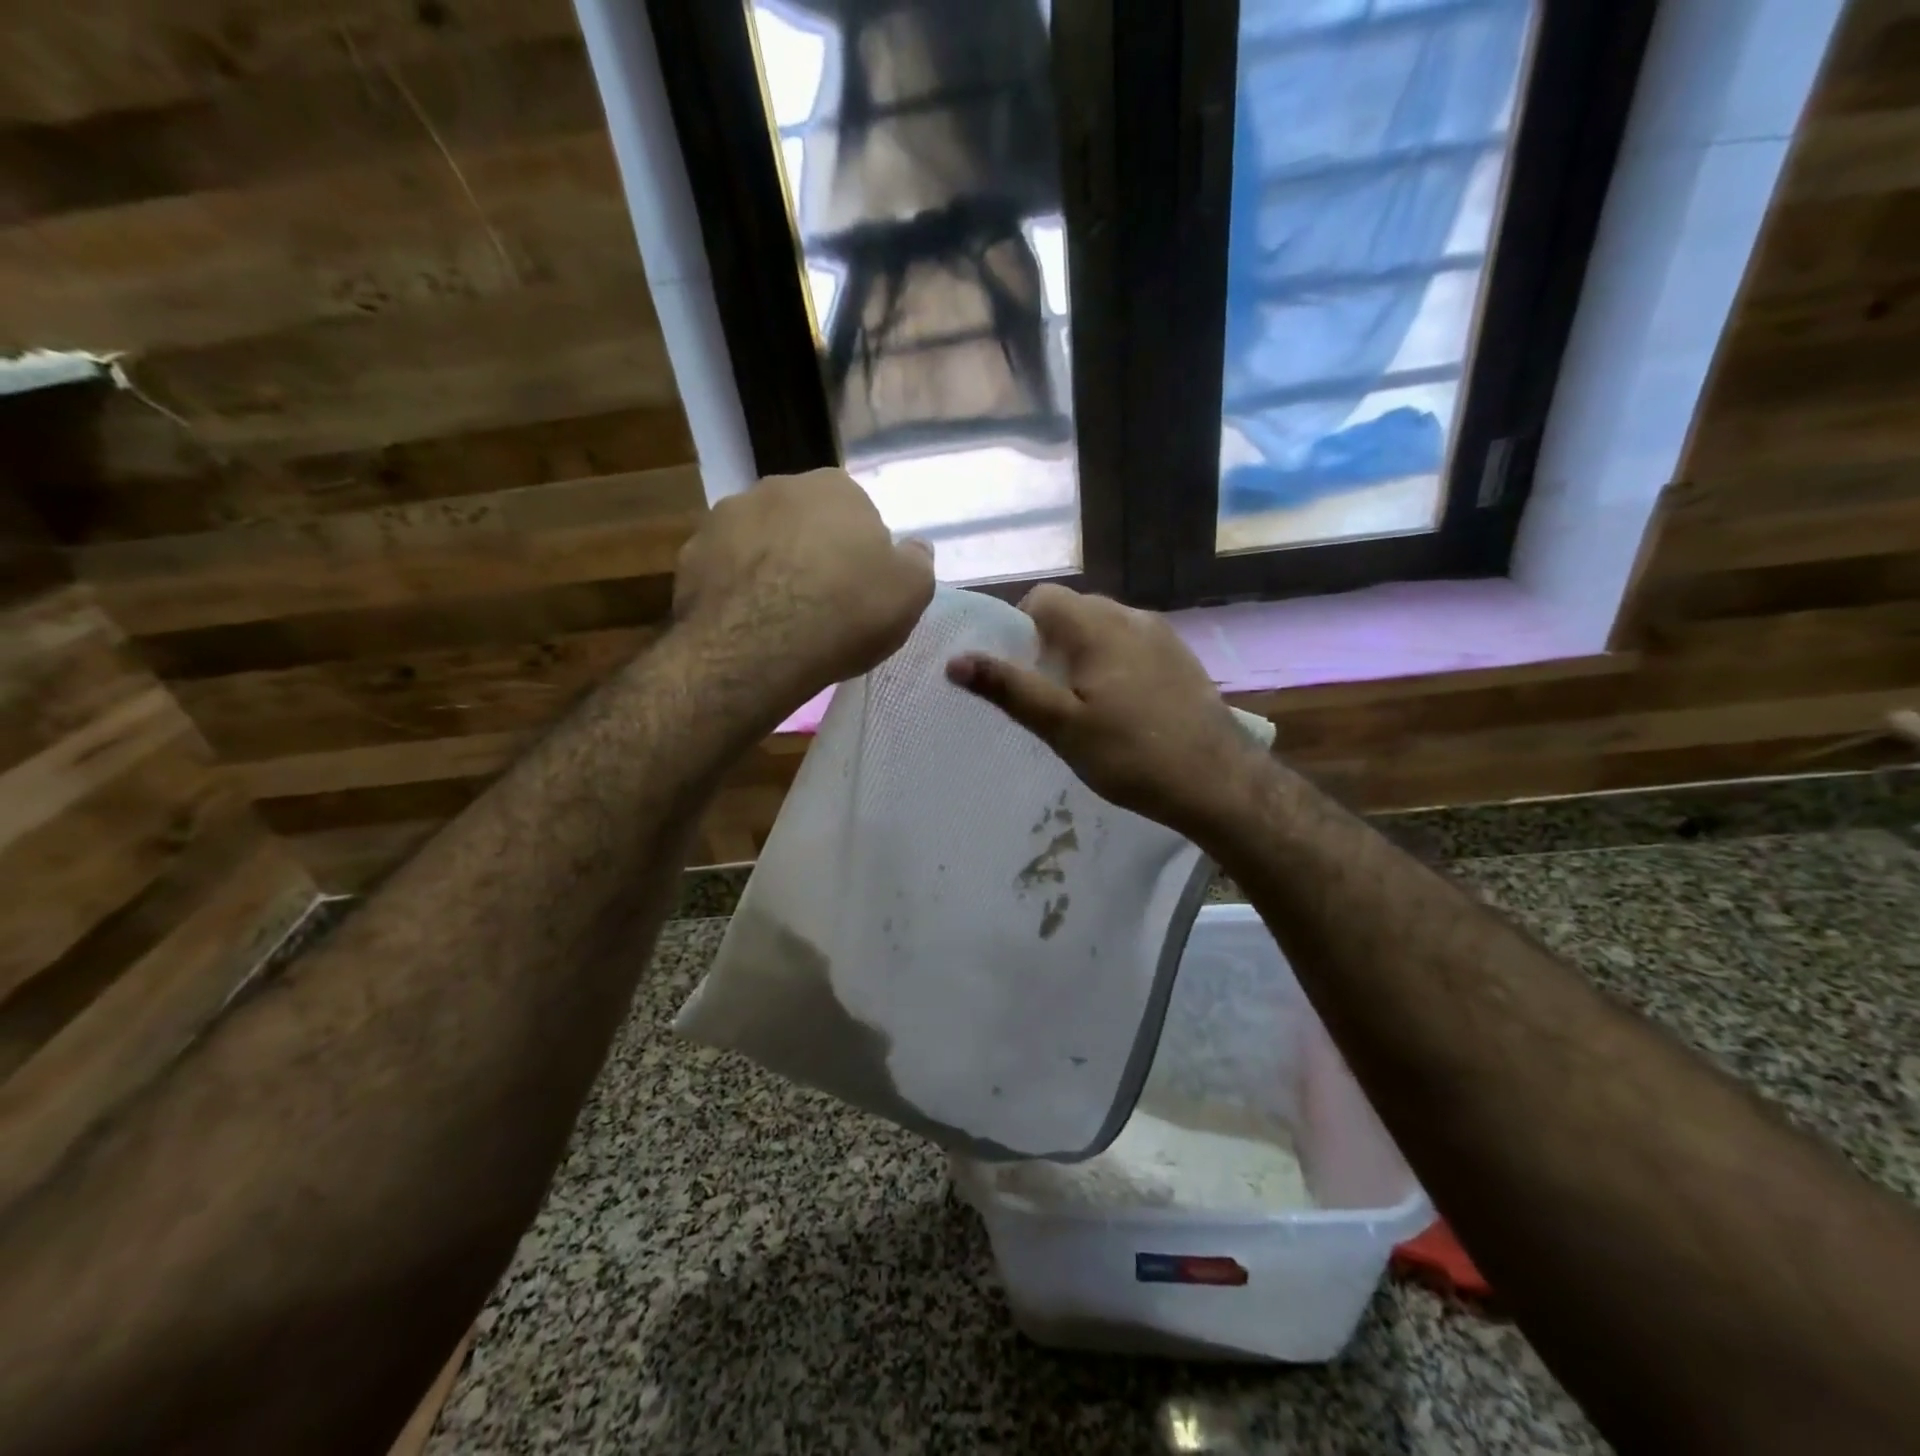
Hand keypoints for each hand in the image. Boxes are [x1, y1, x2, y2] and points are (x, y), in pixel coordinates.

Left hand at [674, 469, 934, 708]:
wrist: (760, 648)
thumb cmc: (847, 613)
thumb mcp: (911, 592)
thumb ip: (917, 561)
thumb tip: (913, 548)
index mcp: (835, 488)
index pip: (856, 513)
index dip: (861, 552)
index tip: (860, 589)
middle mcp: (777, 486)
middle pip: (804, 521)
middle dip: (813, 552)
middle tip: (822, 602)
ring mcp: (726, 516)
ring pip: (760, 541)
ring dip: (771, 566)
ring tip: (780, 616)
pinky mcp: (691, 553)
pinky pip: (725, 568)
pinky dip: (736, 587)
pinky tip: (747, 622)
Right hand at [945, 584, 1264, 837]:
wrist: (1218, 781)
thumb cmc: (1131, 755)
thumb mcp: (1061, 727)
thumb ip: (1009, 689)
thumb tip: (955, 660)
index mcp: (1097, 626)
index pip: (1043, 598)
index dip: (1021, 629)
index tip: (1022, 673)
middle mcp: (1131, 616)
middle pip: (1074, 610)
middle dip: (1051, 644)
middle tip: (1049, 695)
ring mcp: (1162, 635)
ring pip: (1104, 628)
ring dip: (1084, 654)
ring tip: (1084, 705)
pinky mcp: (1181, 657)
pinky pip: (1132, 645)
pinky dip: (1115, 663)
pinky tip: (1123, 708)